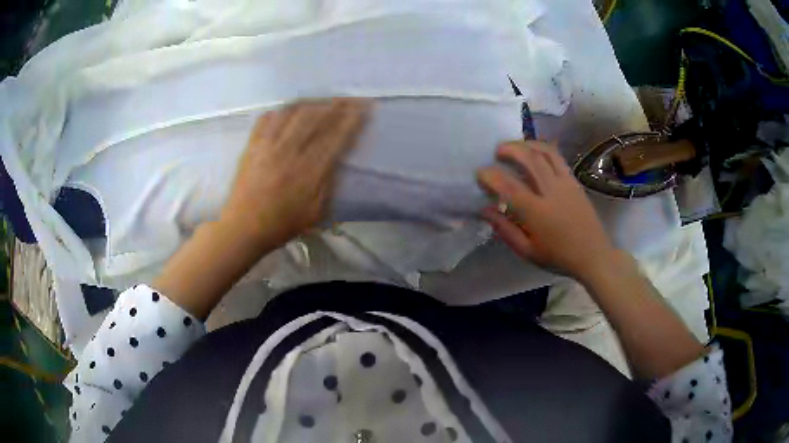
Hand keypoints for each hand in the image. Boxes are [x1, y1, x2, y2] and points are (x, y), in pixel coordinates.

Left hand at [221, 98, 370, 247]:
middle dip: (335, 105)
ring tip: (323, 101)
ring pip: (292, 113)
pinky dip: (282, 111)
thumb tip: (337, 158)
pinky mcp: (252, 146)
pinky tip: (290, 110)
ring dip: (311, 103)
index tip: (364, 107)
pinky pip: (267, 119)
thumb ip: (328, 183)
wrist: (243, 228)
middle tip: (349, 98)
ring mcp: (267, 146)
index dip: (351, 120)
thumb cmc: (281, 225)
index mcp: (308, 172)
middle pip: (315, 119)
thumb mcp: (315, 212)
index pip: (335, 138)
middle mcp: (288, 152)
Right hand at [476, 141, 616, 280]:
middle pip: (529, 159)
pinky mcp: (574, 181)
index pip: (509, 187)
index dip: (490, 176)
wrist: (593, 255)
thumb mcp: (527, 251)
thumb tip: (485, 210)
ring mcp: (565, 183)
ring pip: (545, 153)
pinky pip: (558, 157)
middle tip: (496, 151)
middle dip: (510, 149)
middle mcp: (551, 192)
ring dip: (527, 144)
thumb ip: (505, 229)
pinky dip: (543, 149)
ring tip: (515, 146)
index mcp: (537, 213)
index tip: (479, 173)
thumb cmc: (558, 257)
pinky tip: (535, 151)